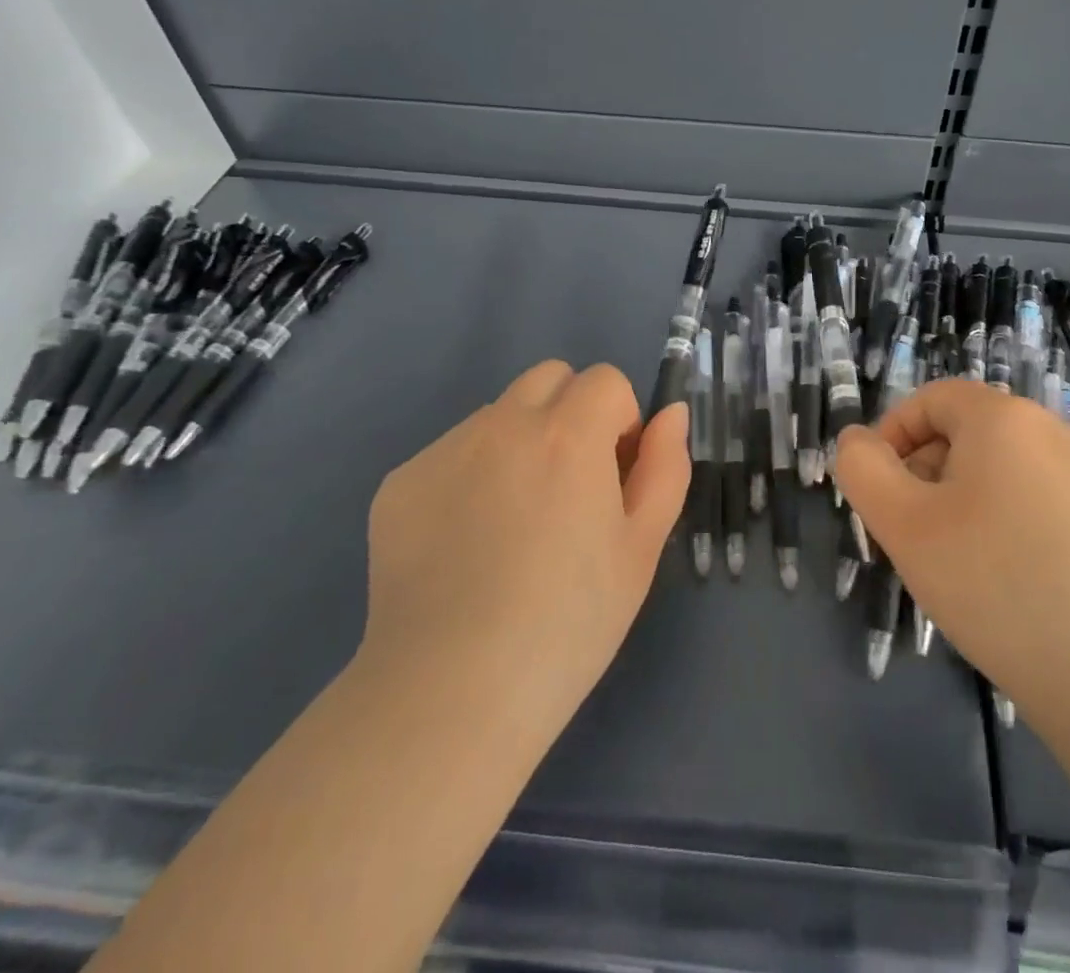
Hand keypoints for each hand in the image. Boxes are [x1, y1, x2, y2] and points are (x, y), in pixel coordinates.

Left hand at [358, 360, 688, 755]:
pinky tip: (466, 546)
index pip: (605, 380)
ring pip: (498, 415)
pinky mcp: (399, 483)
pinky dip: (470, 477)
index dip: (619, 422)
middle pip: (549, 378)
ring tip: (512, 524)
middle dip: (571, 412)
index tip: (613, 476)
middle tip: (569, 486)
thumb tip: (670, 415)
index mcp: (569, 433)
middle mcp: (503, 423)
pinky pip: (451, 454)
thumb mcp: (642, 547)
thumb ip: (665, 466)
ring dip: (519, 443)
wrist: (452, 692)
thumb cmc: (569, 622)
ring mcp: (444, 450)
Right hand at [833, 380, 1069, 721]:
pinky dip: (993, 519)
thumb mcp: (903, 523)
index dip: (891, 436)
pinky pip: (1023, 495)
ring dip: (953, 499)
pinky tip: (993, 575)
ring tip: (949, 561)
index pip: (929, 399)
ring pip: (990, 466)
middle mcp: (1045, 429)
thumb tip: (857, 441)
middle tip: (909, 533)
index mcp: (1001, 416)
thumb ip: (862, 468)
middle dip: (921, 472)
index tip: (877, 492)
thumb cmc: (993, 581)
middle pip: (960, 430)